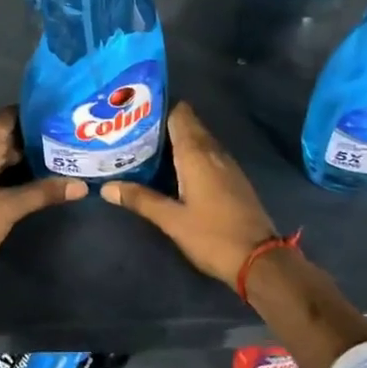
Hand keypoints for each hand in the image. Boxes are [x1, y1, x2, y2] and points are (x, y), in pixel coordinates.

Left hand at [0, 108, 85, 280]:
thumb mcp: (9, 208)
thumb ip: (43, 192)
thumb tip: (81, 185)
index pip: (5, 118)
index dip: (33, 118)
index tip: (58, 120)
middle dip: (28, 140)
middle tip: (61, 142)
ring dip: (15, 158)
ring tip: (51, 159)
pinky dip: (1, 171)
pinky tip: (24, 179)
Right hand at [100, 103, 276, 283]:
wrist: (260, 259)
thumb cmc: (213, 236)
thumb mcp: (172, 220)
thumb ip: (141, 199)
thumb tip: (106, 187)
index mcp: (196, 154)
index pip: (179, 113)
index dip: (158, 108)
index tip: (133, 111)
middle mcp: (213, 151)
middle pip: (188, 124)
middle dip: (162, 124)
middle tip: (132, 131)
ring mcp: (227, 164)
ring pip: (198, 139)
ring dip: (176, 139)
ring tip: (145, 147)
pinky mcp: (233, 178)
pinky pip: (208, 154)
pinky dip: (190, 153)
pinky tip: (173, 168)